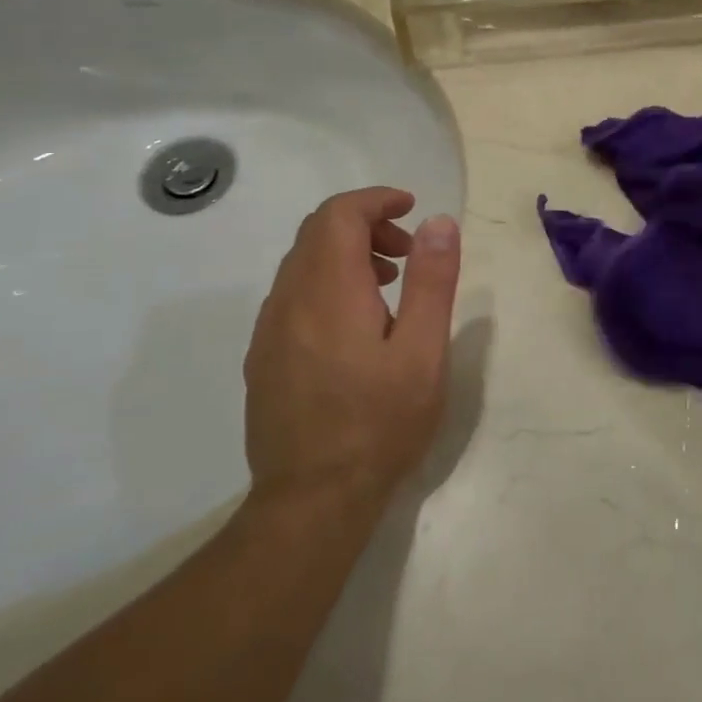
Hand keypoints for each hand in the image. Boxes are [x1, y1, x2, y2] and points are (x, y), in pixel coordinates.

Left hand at [242, 188, 461, 509]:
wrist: (313, 500)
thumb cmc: (380, 423)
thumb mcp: (424, 351)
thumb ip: (432, 281)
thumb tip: (438, 222)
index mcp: (328, 292)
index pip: (338, 215)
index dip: (376, 200)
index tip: (412, 208)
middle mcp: (288, 301)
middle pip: (316, 233)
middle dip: (365, 225)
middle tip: (408, 251)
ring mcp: (268, 331)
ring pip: (302, 264)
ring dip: (346, 254)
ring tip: (390, 286)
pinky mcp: (263, 358)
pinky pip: (292, 296)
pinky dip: (327, 283)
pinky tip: (357, 325)